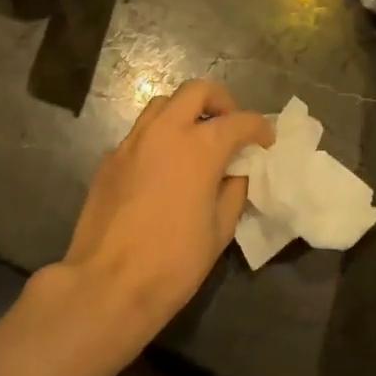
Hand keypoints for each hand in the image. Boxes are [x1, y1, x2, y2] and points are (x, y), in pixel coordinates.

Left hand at [57, 80, 272, 350]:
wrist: (108, 284)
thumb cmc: (174, 262)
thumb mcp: (220, 230)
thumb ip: (233, 191)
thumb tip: (234, 173)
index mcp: (200, 147)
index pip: (239, 121)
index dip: (259, 127)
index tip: (266, 140)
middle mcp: (164, 132)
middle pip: (196, 91)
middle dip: (221, 101)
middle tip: (230, 126)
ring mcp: (132, 142)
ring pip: (163, 105)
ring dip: (185, 112)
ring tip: (196, 140)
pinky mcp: (109, 159)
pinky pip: (140, 133)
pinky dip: (159, 137)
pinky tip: (164, 167)